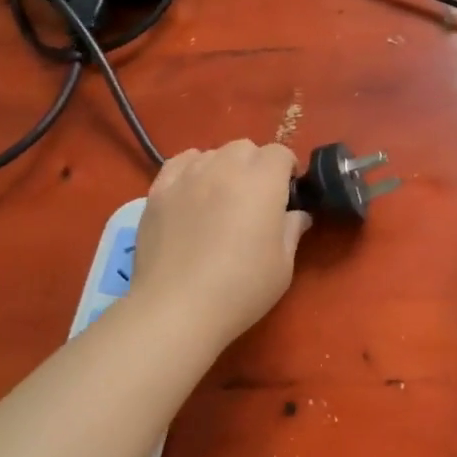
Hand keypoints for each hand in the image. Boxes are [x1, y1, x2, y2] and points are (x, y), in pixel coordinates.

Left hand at [132, 141, 310, 347]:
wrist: (178, 308)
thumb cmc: (241, 288)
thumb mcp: (283, 265)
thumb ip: (292, 230)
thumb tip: (297, 215)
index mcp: (262, 182)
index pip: (280, 153)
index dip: (286, 170)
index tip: (287, 195)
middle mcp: (225, 168)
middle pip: (245, 148)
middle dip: (255, 165)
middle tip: (255, 199)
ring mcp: (188, 176)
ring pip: (212, 153)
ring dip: (224, 168)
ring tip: (221, 198)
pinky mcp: (158, 190)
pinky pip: (180, 163)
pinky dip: (192, 170)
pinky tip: (192, 192)